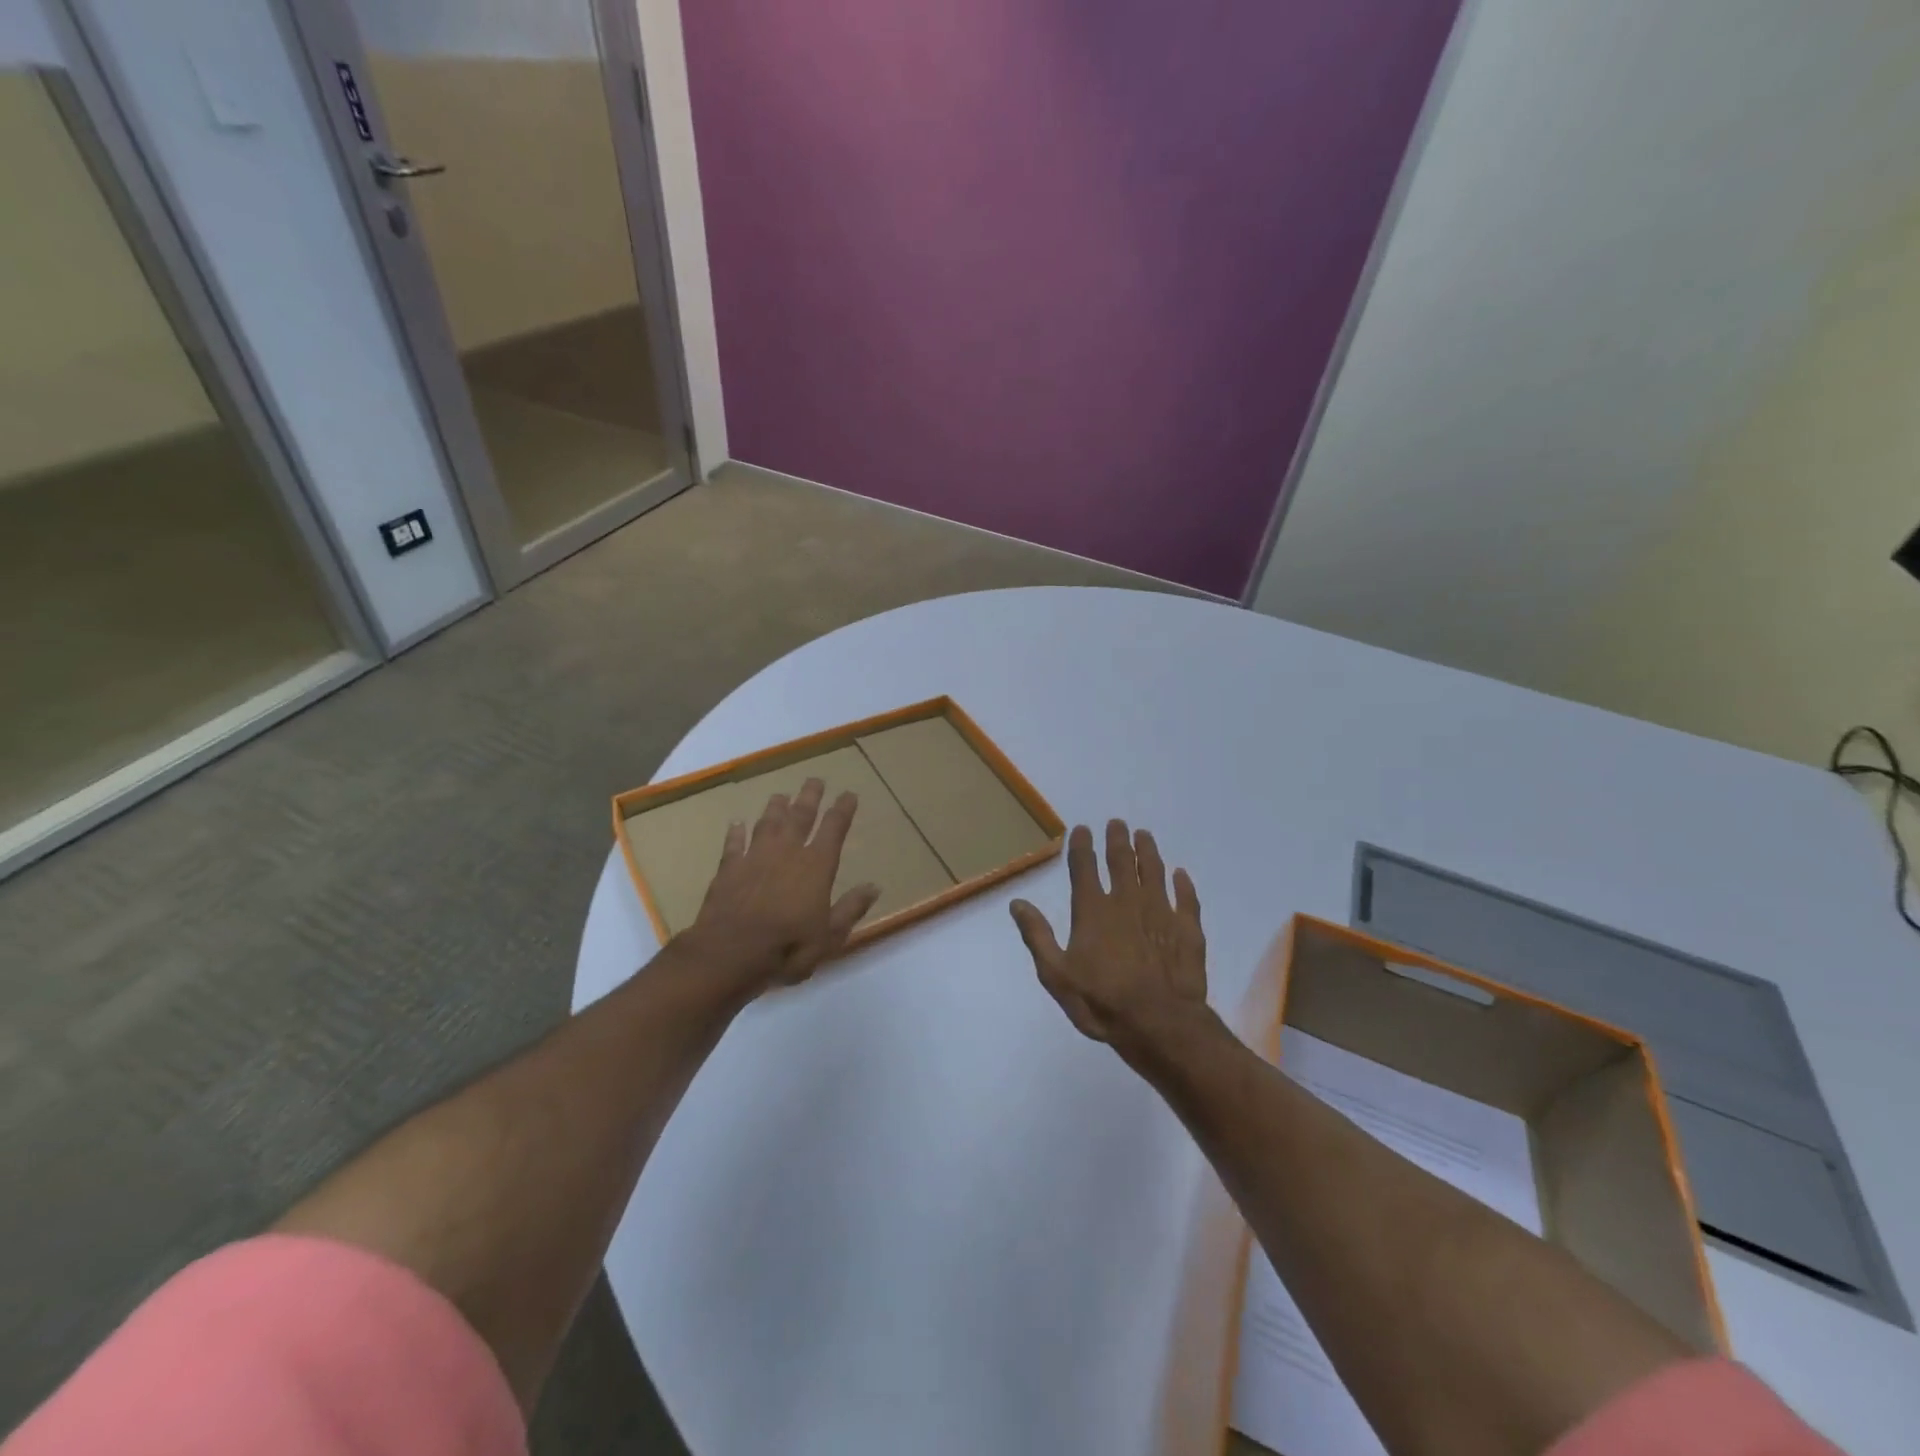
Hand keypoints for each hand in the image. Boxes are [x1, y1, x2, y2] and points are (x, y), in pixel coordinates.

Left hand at [680, 777, 879, 994]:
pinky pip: (733, 844)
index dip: (842, 810)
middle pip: (800, 816)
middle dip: (810, 797)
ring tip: (780, 795)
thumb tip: (874, 887)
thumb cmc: (788, 947)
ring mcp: (755, 857)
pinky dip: (736, 832)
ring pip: (767, 824)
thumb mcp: (830, 936)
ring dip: (775, 808)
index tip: (849, 794)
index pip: (833, 829)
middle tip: (815, 780)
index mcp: (816, 866)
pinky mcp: (728, 869)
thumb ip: (851, 908)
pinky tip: (736, 823)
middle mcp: (787, 853)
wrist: (729, 953)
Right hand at [1010, 819, 1207, 1059]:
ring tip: (1144, 835)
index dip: (1081, 845)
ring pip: (1154, 871)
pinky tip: (1181, 874)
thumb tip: (1017, 903)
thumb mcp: (1056, 974)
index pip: (1084, 867)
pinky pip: (1186, 898)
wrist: (1159, 1024)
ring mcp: (1160, 912)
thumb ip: (1037, 936)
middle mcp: (1127, 901)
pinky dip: (1183, 884)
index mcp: (1093, 910)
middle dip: (1117, 839)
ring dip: (1148, 851)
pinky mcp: (1188, 929)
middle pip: (1121, 861)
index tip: (1082, 828)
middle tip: (1117, 823)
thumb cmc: (1101, 1001)